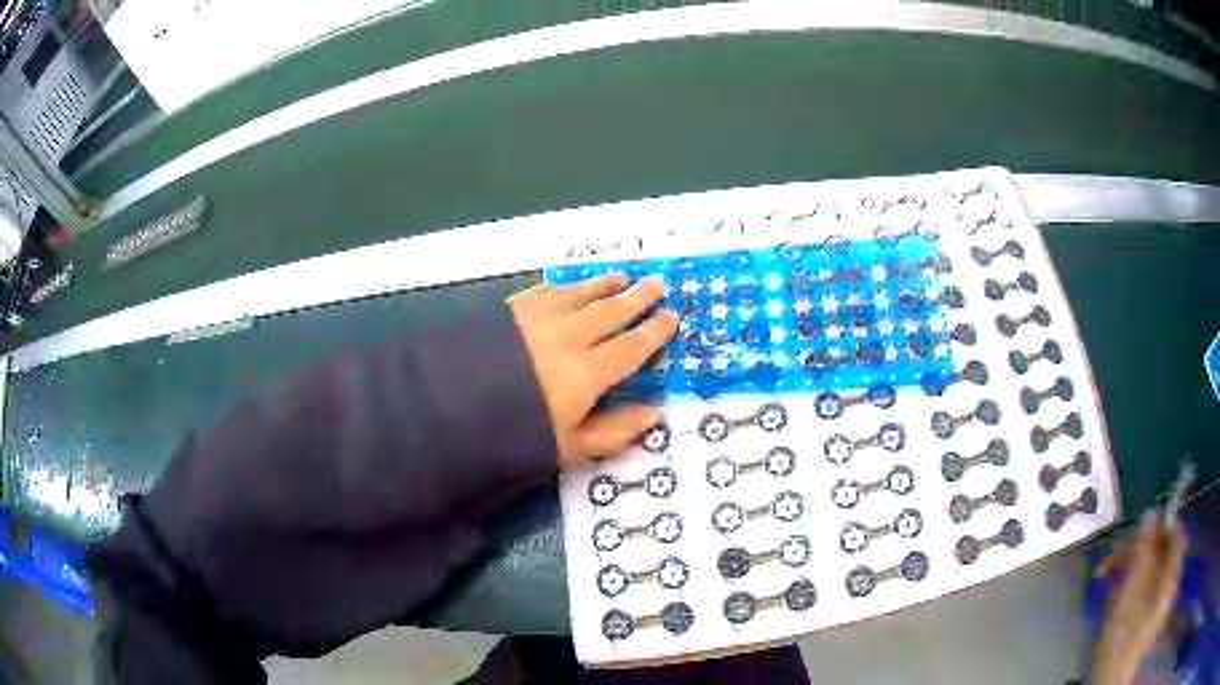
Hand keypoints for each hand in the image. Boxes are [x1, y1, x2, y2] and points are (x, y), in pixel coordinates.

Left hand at [509, 273, 677, 465]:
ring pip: (581, 294)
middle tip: (658, 283)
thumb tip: (653, 414)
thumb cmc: (513, 433)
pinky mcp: (512, 309)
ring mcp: (539, 317)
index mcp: (587, 372)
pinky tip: (570, 284)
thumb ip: (613, 430)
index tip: (671, 316)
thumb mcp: (568, 446)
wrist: (451, 405)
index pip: (632, 347)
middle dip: (638, 297)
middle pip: (612, 311)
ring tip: (622, 276)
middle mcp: (570, 336)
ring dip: (604, 284)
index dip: (655, 332)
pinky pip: (548, 289)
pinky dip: (566, 284)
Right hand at [1091, 514, 1186, 684]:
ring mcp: (1154, 596)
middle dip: (1137, 547)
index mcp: (1171, 574)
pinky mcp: (1141, 609)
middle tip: (1114, 552)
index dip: (1162, 522)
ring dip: (1126, 564)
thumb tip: (1149, 513)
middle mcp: (1167, 580)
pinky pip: (1137, 583)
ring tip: (1105, 572)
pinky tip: (1109, 591)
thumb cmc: (1123, 639)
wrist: (1109, 680)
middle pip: (1159, 548)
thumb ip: (1145, 553)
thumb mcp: (1133, 595)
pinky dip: (1124, 583)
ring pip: (1145, 565)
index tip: (1140, 523)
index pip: (1175, 532)